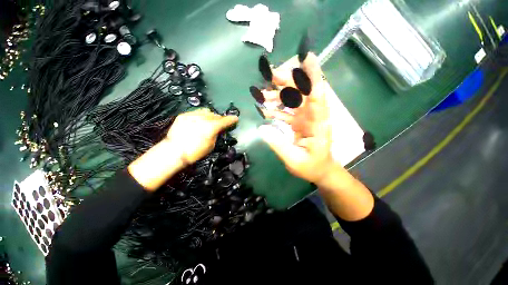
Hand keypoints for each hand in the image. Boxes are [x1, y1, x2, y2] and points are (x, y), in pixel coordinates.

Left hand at [167, 108, 238, 164]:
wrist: (174, 151)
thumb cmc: (194, 152)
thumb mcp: (211, 145)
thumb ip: (216, 135)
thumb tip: (217, 130)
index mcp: (211, 127)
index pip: (225, 121)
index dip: (232, 119)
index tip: (235, 118)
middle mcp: (203, 118)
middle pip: (216, 115)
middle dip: (220, 119)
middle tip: (221, 123)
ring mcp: (193, 116)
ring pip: (206, 111)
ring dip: (211, 116)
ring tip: (210, 121)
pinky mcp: (184, 116)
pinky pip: (196, 113)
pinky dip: (200, 116)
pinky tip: (199, 122)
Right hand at [258, 52, 337, 183]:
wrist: (320, 170)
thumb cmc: (311, 166)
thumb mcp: (294, 160)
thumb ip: (279, 145)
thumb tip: (261, 129)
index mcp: (318, 123)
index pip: (317, 94)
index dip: (313, 75)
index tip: (306, 57)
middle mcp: (313, 116)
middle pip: (302, 92)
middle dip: (287, 81)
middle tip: (269, 76)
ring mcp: (306, 118)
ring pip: (293, 99)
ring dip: (278, 94)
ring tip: (261, 95)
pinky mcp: (300, 122)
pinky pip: (288, 110)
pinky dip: (277, 108)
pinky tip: (265, 109)